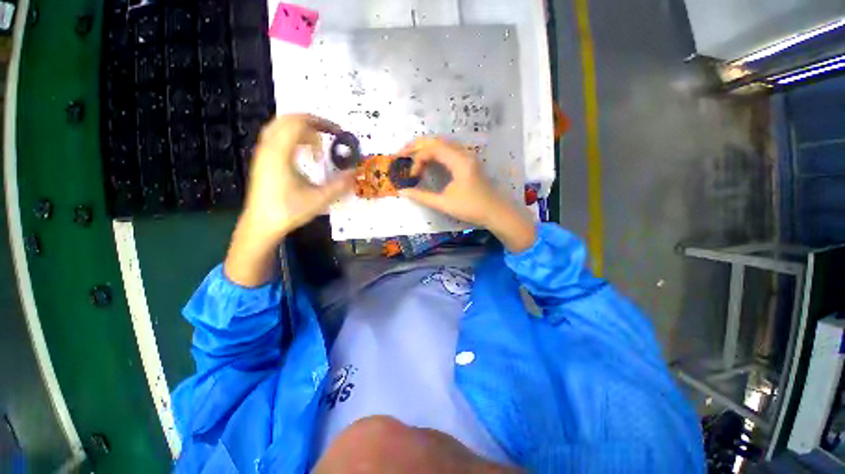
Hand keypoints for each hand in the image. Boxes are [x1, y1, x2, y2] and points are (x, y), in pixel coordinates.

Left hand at [225, 114, 353, 285]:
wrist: (261, 224)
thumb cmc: (289, 211)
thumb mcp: (319, 199)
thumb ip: (339, 185)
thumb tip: (356, 172)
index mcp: (280, 153)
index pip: (299, 123)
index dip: (321, 123)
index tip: (338, 132)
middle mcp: (268, 147)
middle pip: (287, 120)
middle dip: (311, 122)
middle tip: (330, 132)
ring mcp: (263, 153)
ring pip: (280, 127)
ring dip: (301, 129)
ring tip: (319, 142)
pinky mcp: (262, 161)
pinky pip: (277, 137)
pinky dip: (293, 137)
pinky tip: (304, 152)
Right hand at [398, 137, 535, 252]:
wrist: (496, 212)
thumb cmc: (471, 208)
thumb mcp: (444, 203)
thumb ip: (422, 197)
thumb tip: (402, 192)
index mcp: (459, 161)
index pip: (432, 149)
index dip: (418, 159)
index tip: (412, 176)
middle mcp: (463, 153)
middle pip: (437, 140)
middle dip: (417, 145)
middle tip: (401, 152)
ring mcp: (467, 156)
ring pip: (443, 144)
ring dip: (426, 147)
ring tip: (411, 155)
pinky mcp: (468, 162)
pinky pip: (448, 150)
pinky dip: (435, 153)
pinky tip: (428, 161)